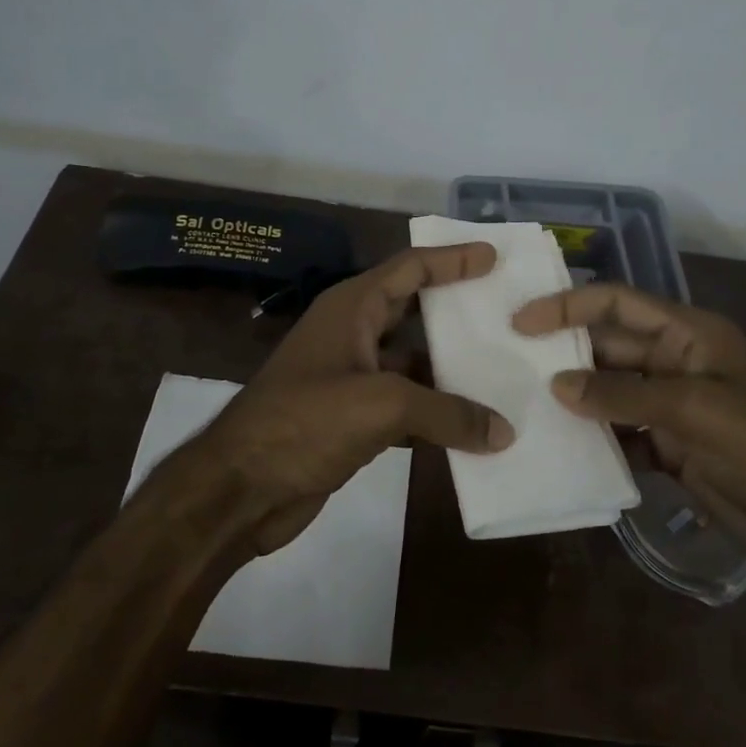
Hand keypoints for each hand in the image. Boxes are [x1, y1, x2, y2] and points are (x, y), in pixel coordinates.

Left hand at [185, 243, 515, 553]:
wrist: (240, 489)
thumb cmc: (305, 422)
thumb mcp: (381, 405)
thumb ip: (447, 412)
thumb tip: (502, 431)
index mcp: (351, 308)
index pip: (409, 268)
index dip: (451, 259)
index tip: (492, 258)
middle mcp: (351, 335)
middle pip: (413, 312)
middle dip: (456, 312)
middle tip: (505, 314)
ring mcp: (350, 378)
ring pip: (412, 364)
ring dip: (451, 372)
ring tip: (504, 375)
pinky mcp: (351, 420)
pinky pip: (405, 406)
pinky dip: (435, 414)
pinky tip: (472, 429)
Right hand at [511, 283, 745, 568]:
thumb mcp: (694, 410)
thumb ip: (622, 394)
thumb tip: (557, 385)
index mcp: (688, 334)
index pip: (619, 302)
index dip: (570, 305)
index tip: (522, 321)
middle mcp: (674, 361)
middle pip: (608, 347)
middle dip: (564, 354)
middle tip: (509, 365)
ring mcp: (670, 405)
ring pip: (608, 390)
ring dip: (574, 398)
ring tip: (522, 404)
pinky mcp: (668, 444)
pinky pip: (619, 432)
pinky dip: (594, 439)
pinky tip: (560, 447)